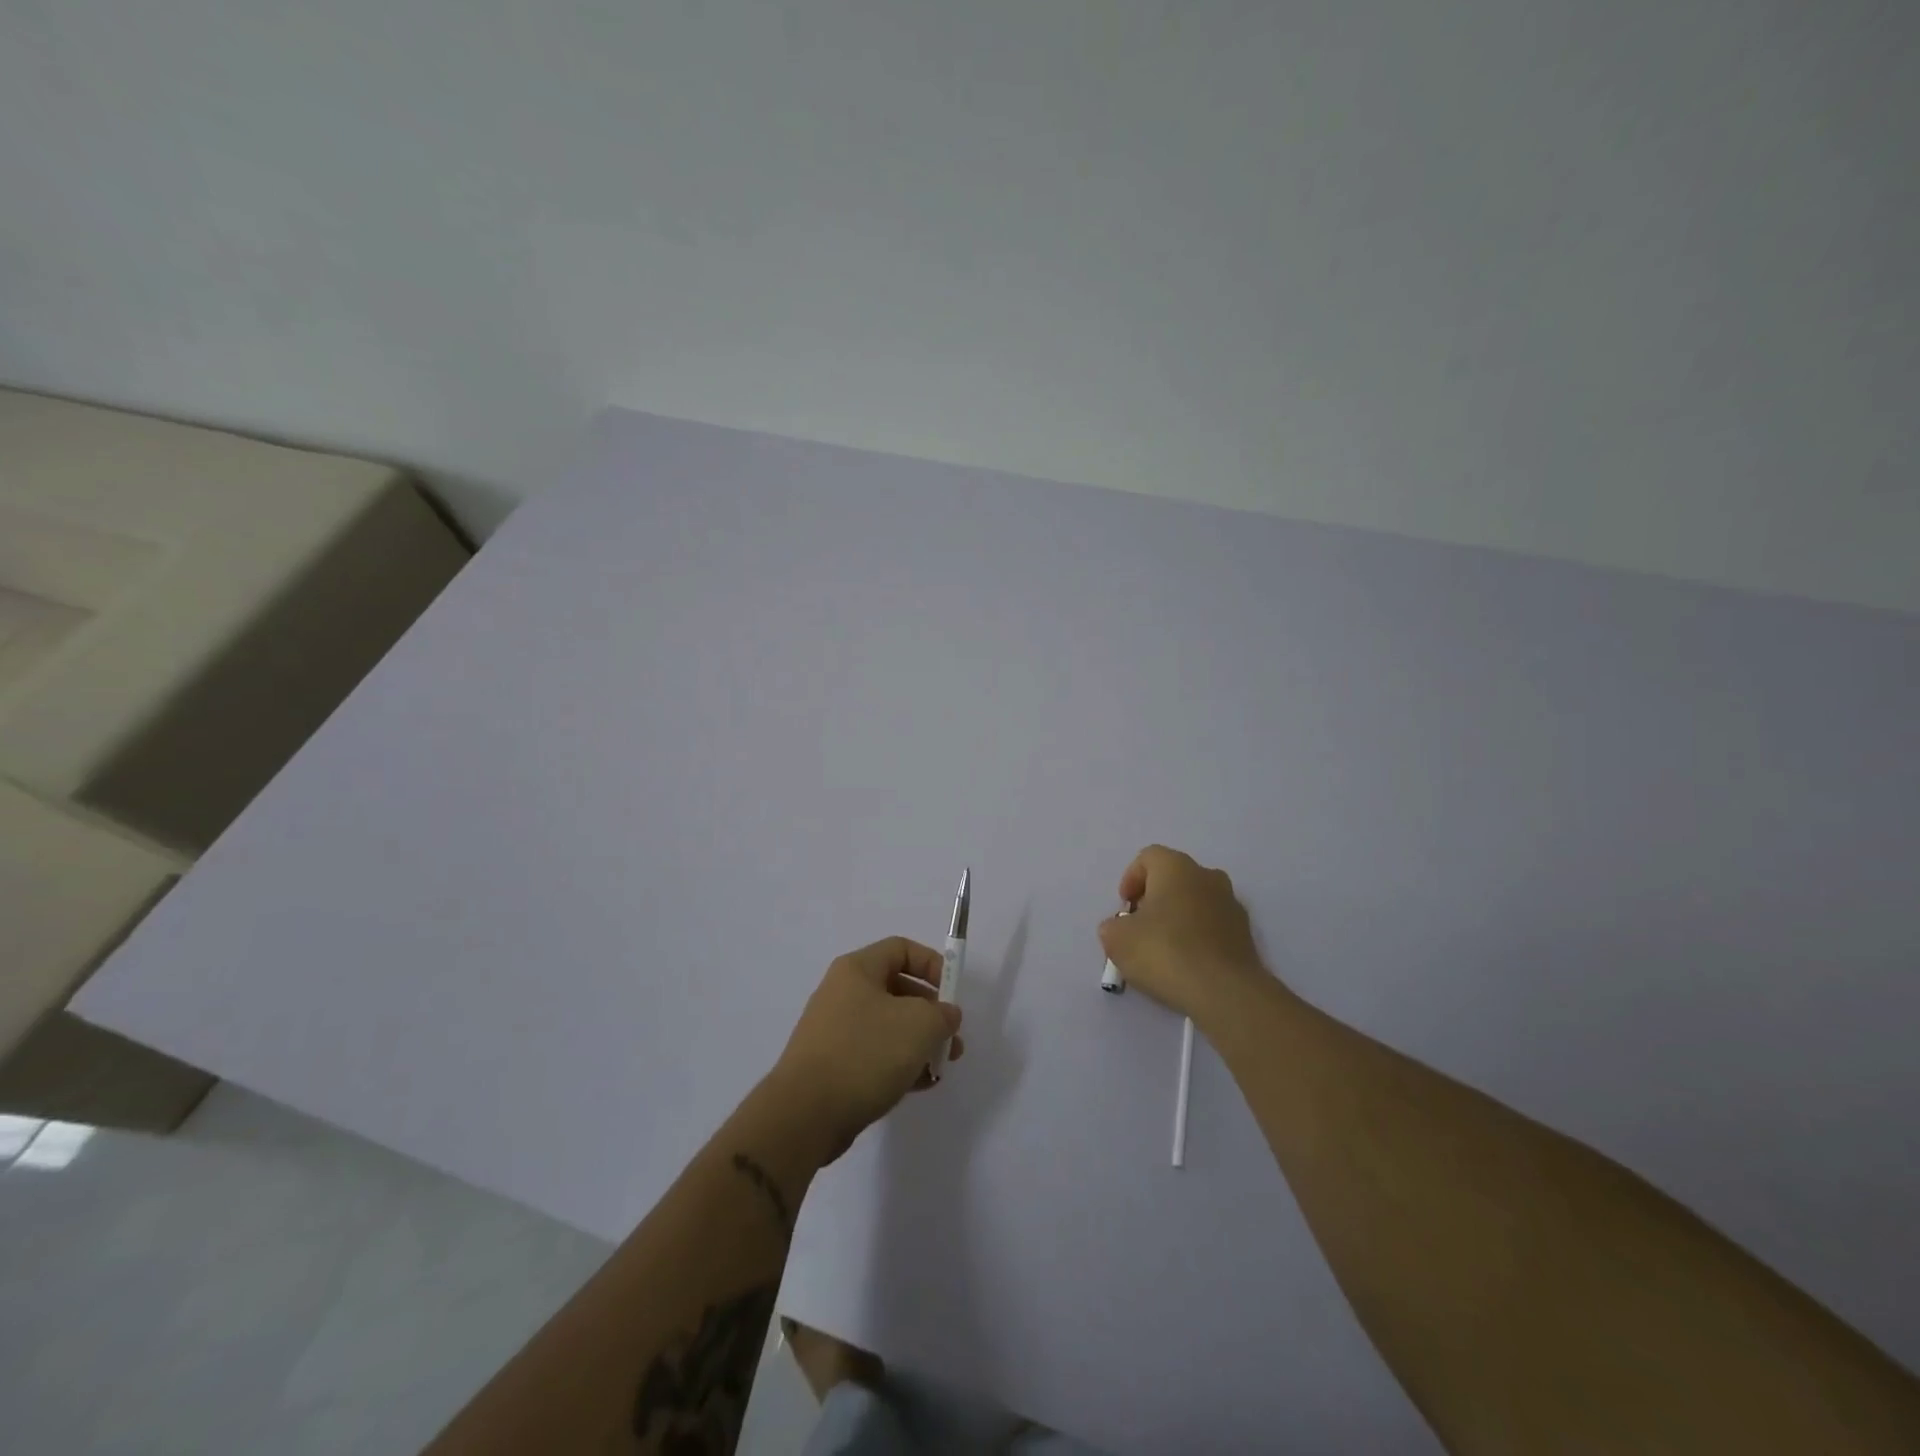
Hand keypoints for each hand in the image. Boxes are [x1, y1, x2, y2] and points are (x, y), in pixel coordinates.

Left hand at [768, 937, 964, 1158]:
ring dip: (920, 1042)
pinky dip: (899, 1064)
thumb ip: (942, 1014)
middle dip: (931, 1012)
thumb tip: (946, 1015)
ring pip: (888, 1026)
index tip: (953, 993)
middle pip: (897, 989)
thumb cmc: (865, 1053)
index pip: (901, 949)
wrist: (805, 1114)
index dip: (932, 964)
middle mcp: (843, 993)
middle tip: (952, 1037)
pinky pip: (874, 1055)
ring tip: (941, 1066)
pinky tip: (920, 1085)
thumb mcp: (919, 1025)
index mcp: (857, 970)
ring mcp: (835, 1030)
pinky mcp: (833, 1065)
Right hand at [1098, 845, 1274, 1024]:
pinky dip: (1198, 938)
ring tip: (1163, 950)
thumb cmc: (1165, 952)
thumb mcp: (1117, 939)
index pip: (1148, 857)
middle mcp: (1208, 876)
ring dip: (1178, 918)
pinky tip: (1186, 965)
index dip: (1130, 879)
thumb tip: (1122, 928)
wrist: (1225, 992)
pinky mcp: (1246, 935)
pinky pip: (1213, 927)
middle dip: (1154, 898)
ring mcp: (1232, 905)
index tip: (1124, 908)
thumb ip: (1113, 926)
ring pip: (1196, 902)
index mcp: (1176, 867)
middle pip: (1174, 878)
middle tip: (1140, 927)